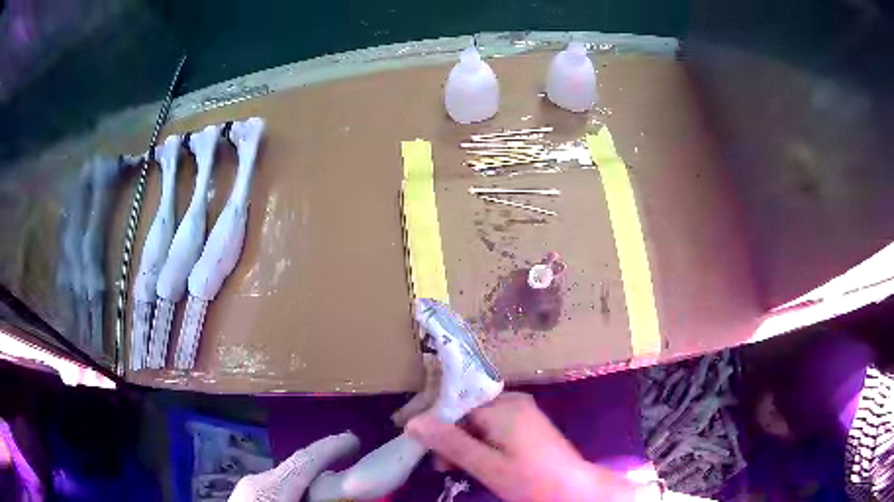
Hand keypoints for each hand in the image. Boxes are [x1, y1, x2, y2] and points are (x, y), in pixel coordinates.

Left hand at [228, 432, 357, 501]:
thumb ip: (318, 500)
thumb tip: (341, 493)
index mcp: (270, 487)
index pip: (304, 460)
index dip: (332, 447)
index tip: (355, 439)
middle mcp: (257, 481)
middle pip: (296, 466)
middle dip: (323, 463)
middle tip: (348, 464)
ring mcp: (248, 488)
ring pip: (286, 478)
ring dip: (309, 479)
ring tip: (332, 485)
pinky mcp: (246, 497)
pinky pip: (277, 488)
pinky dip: (296, 490)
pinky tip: (305, 498)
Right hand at [407, 392, 640, 501]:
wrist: (573, 489)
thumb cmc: (529, 479)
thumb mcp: (486, 465)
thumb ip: (450, 443)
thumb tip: (414, 422)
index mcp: (503, 407)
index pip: (455, 406)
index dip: (435, 425)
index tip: (422, 447)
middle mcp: (513, 401)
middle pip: (467, 413)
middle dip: (450, 438)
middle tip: (442, 466)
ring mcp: (523, 411)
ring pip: (479, 421)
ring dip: (464, 443)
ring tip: (455, 468)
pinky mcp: (528, 423)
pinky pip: (494, 425)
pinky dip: (481, 442)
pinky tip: (478, 461)